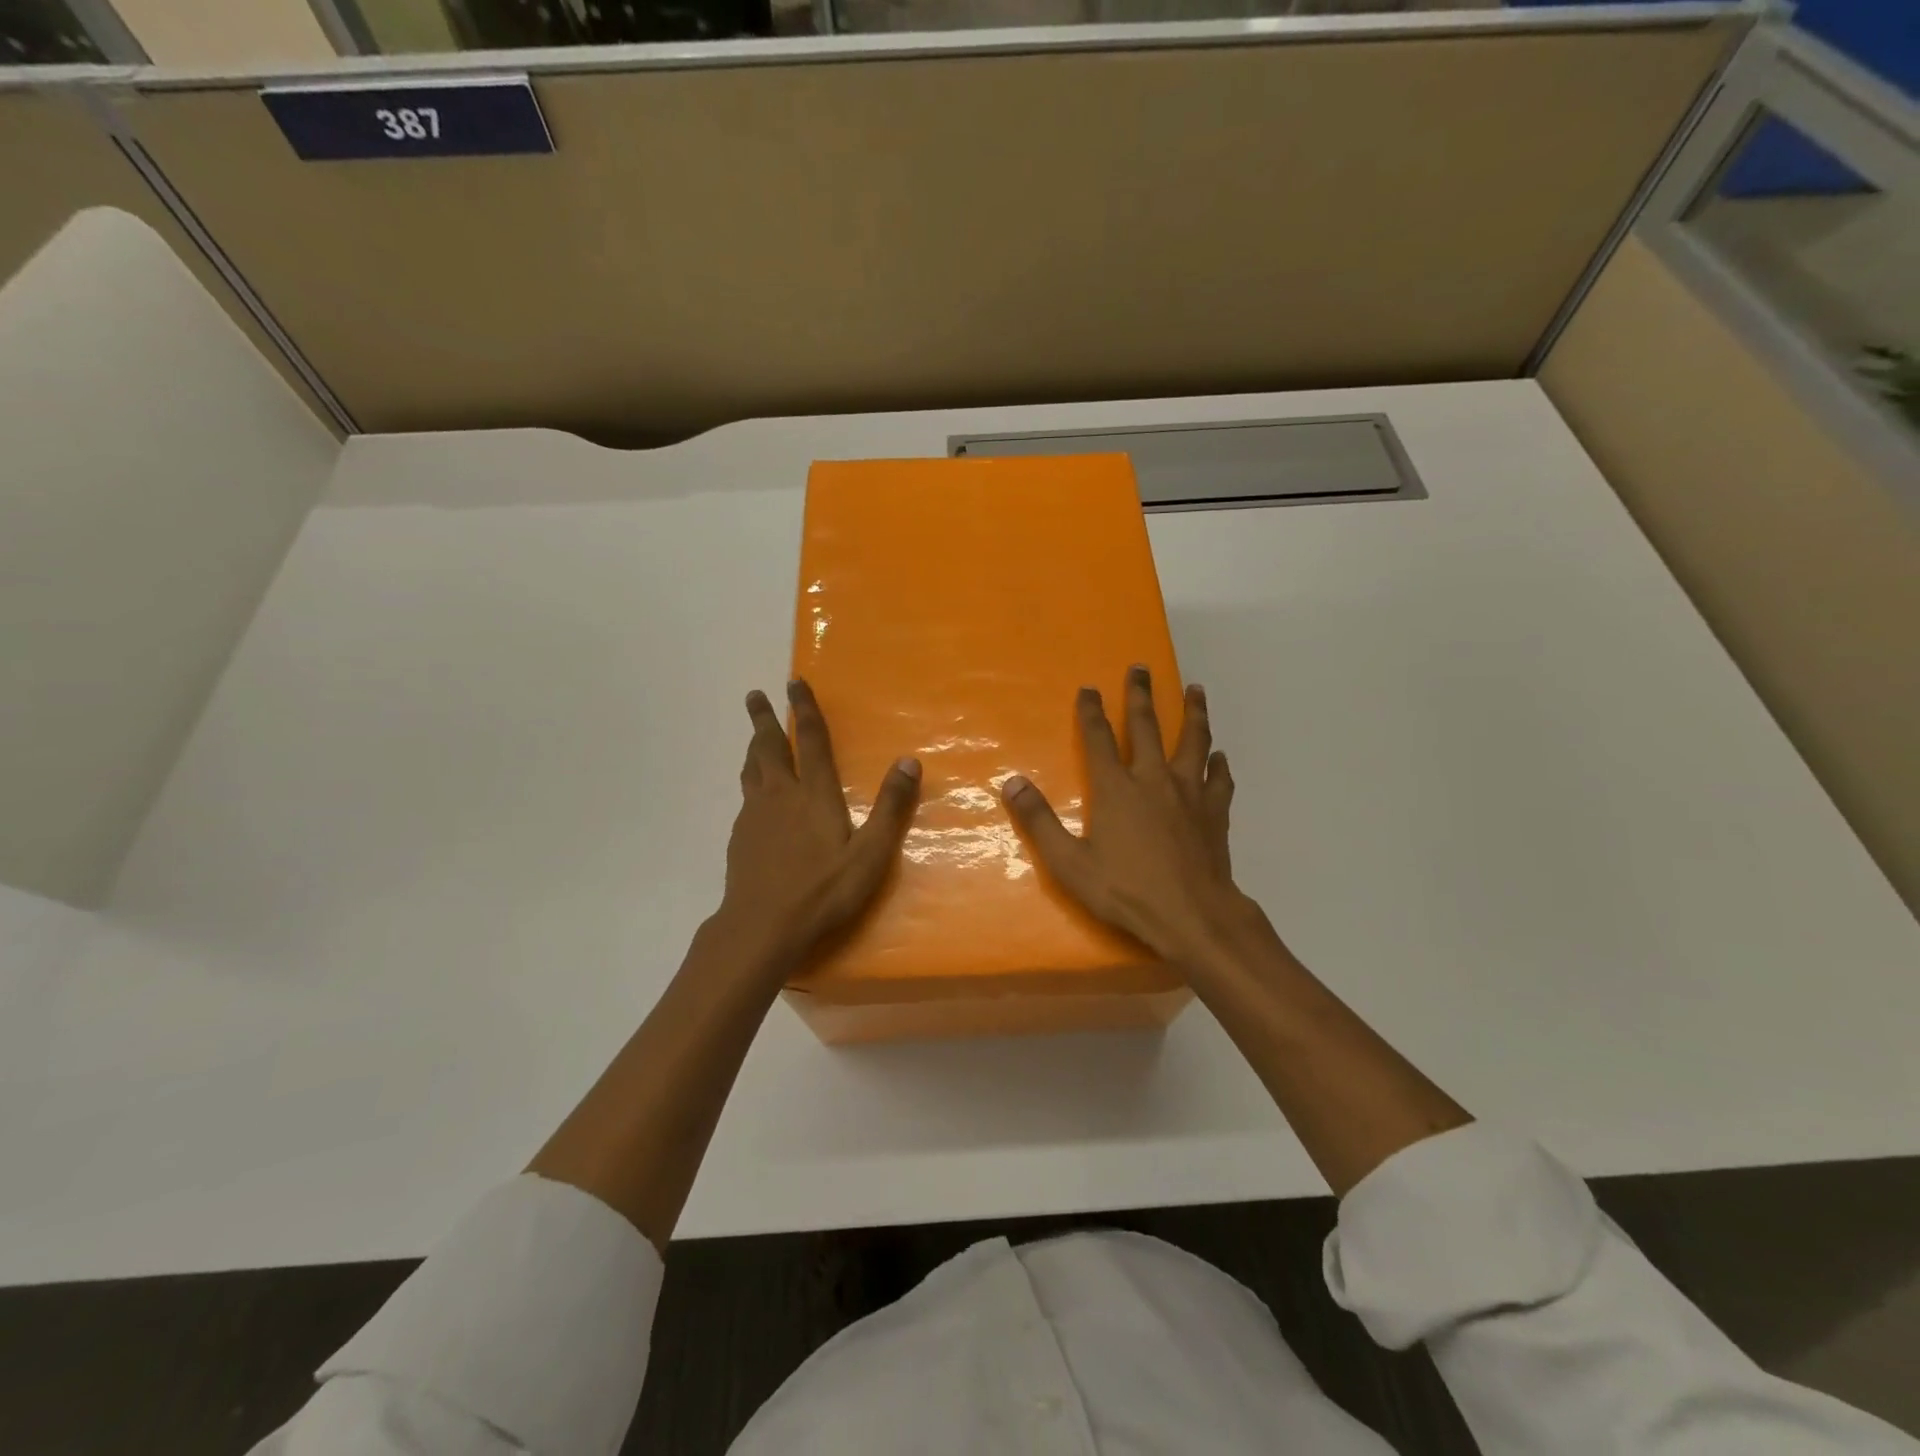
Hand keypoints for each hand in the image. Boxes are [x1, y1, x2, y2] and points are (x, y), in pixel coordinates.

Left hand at [716, 679, 920, 970]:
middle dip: (765, 718)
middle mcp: (780, 795)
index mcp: (814, 794)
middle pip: (769, 746)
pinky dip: (749, 780)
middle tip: (755, 695)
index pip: (810, 740)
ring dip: (753, 745)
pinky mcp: (741, 837)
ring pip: (752, 769)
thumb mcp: (870, 853)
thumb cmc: (823, 891)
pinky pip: (745, 796)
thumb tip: (910, 761)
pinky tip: (753, 794)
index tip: (794, 681)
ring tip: (754, 734)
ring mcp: (755, 816)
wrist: (762, 927)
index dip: (804, 709)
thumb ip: (891, 807)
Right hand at [1002, 665, 1249, 963]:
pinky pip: (1219, 779)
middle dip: (1141, 695)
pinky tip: (1219, 757)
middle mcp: (1154, 780)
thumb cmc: (1127, 890)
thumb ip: (1039, 821)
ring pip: (1193, 741)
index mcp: (1117, 789)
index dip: (1091, 711)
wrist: (1193, 916)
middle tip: (1142, 667)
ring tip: (1196, 690)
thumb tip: (1011, 783)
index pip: (1099, 739)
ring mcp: (1190, 794)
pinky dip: (1218, 764)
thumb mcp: (1070, 863)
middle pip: (1148, 727)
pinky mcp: (1215, 812)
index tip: (1089, 687)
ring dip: (1193, 713)